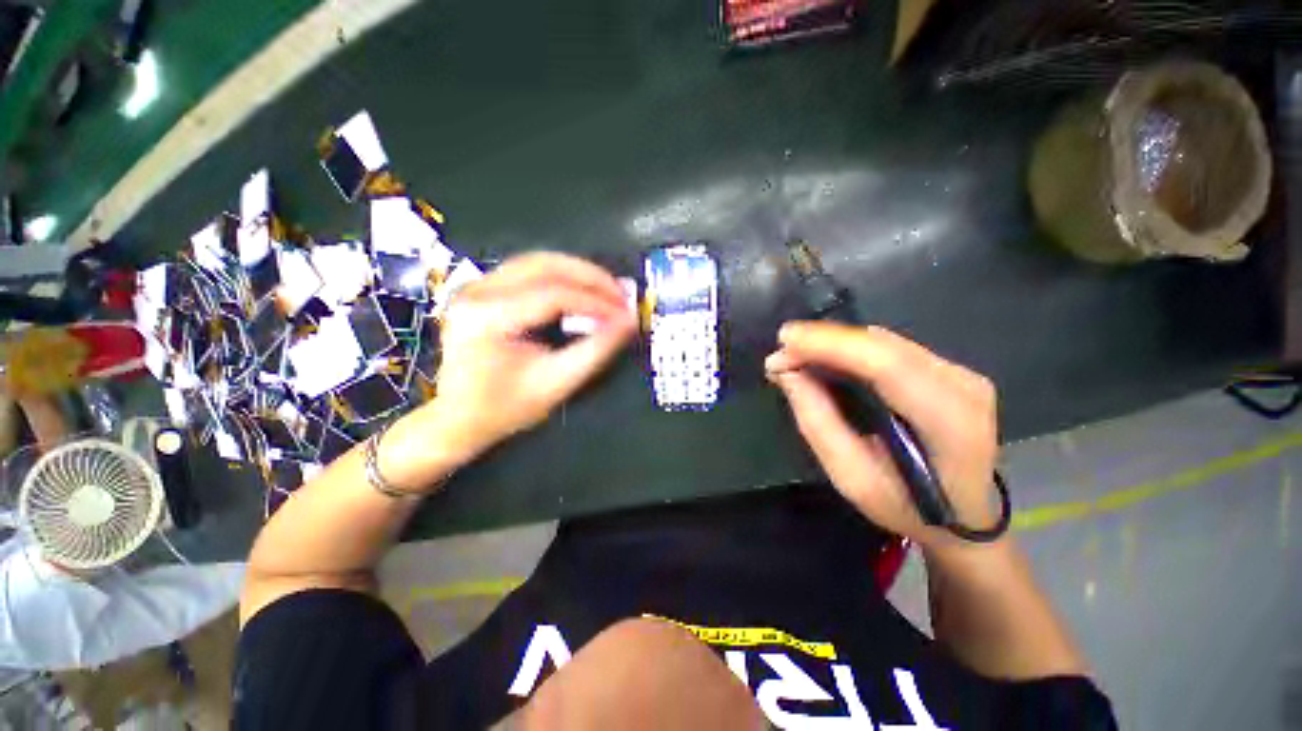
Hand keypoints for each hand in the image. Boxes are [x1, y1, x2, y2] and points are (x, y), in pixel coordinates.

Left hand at [415, 252, 636, 465]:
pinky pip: (528, 270)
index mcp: (489, 318)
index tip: (626, 313)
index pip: (553, 295)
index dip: (596, 302)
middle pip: (544, 266)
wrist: (458, 418)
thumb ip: (596, 350)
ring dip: (577, 272)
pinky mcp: (483, 290)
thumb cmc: (506, 408)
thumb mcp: (557, 382)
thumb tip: (629, 321)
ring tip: (608, 289)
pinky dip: (561, 275)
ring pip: (537, 261)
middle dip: (590, 276)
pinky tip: (581, 288)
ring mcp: (477, 287)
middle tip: (621, 293)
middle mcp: (478, 292)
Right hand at [765, 322, 1001, 551]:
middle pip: (882, 346)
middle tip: (780, 356)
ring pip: (883, 342)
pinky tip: (824, 359)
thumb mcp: (853, 478)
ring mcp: (959, 372)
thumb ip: (818, 423)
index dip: (832, 344)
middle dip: (823, 342)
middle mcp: (961, 385)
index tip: (784, 340)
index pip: (887, 364)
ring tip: (794, 358)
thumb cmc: (907, 506)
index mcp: (949, 421)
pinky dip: (849, 349)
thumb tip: (787, 373)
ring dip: (833, 344)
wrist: (967, 515)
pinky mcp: (948, 368)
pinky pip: (888, 348)